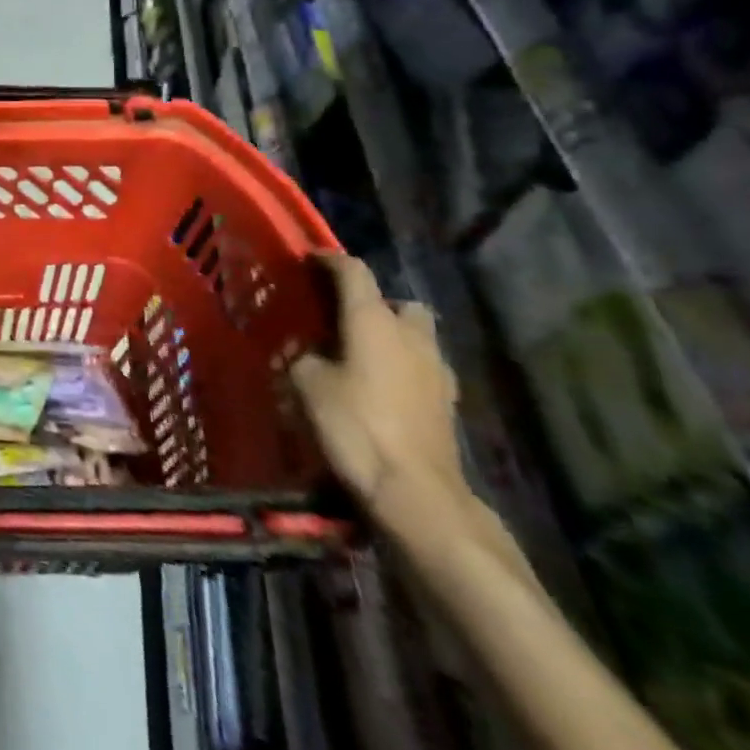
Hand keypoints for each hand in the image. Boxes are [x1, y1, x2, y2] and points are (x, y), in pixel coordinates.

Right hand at [290, 253, 467, 524]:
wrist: (414, 491)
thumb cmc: (355, 424)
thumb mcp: (306, 383)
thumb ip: (303, 356)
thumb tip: (309, 351)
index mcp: (374, 320)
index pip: (353, 272)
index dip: (329, 260)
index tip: (308, 258)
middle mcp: (410, 335)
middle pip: (397, 302)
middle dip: (373, 303)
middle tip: (339, 317)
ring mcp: (436, 370)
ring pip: (414, 336)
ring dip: (389, 337)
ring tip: (355, 354)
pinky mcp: (446, 403)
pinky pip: (419, 367)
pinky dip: (399, 367)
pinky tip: (376, 387)